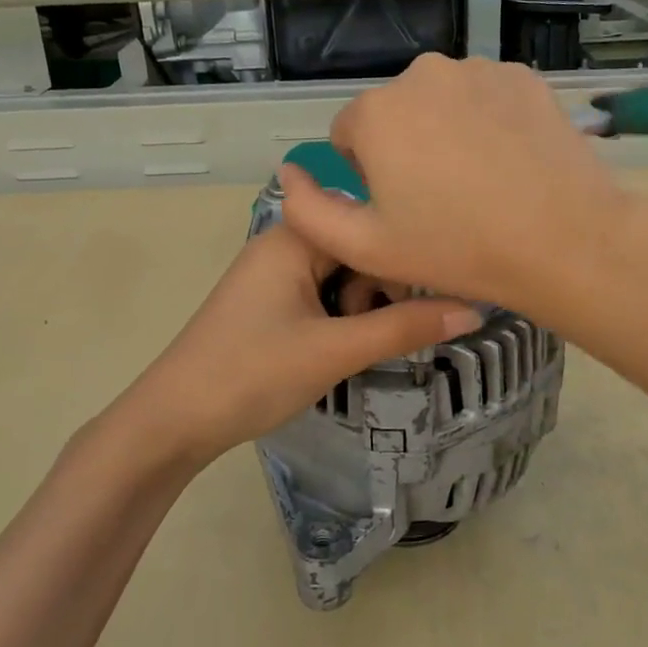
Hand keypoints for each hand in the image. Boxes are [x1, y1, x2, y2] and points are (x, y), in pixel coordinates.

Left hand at [109, 223, 482, 471]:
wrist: (173, 420)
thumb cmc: (253, 373)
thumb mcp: (335, 350)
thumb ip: (404, 327)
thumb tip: (474, 309)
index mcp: (295, 236)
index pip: (370, 225)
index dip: (403, 261)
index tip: (433, 299)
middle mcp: (283, 243)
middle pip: (357, 249)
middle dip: (379, 291)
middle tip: (380, 335)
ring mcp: (272, 274)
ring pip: (341, 276)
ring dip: (359, 309)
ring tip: (351, 348)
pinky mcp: (268, 303)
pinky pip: (320, 295)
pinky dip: (338, 319)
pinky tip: (337, 350)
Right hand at [279, 55, 641, 323]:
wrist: (562, 240)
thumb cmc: (456, 248)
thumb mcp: (364, 247)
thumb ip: (307, 209)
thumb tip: (290, 172)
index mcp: (377, 112)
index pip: (349, 135)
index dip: (368, 176)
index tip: (401, 208)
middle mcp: (423, 74)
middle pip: (396, 114)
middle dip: (405, 148)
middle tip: (442, 200)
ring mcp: (479, 70)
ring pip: (442, 102)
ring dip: (447, 132)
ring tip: (480, 182)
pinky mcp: (524, 77)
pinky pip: (486, 97)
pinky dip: (488, 121)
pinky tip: (510, 162)